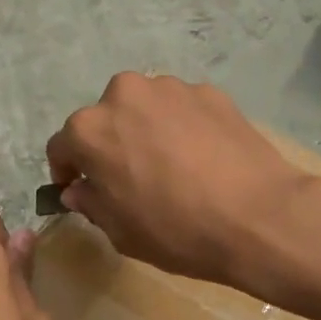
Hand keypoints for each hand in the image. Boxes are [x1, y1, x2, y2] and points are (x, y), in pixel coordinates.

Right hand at [46, 73, 310, 288]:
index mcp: (90, 129)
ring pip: (144, 109)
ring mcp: (170, 88)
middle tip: (129, 176)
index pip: (62, 147)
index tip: (78, 189)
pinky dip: (182, 127)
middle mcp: (123, 95)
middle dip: (109, 145)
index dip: (66, 171)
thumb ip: (90, 202)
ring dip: (145, 131)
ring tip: (170, 165)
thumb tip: (80, 188)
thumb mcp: (120, 231)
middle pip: (104, 119)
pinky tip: (202, 158)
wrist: (259, 217)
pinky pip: (181, 109)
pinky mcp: (209, 91)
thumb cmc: (176, 230)